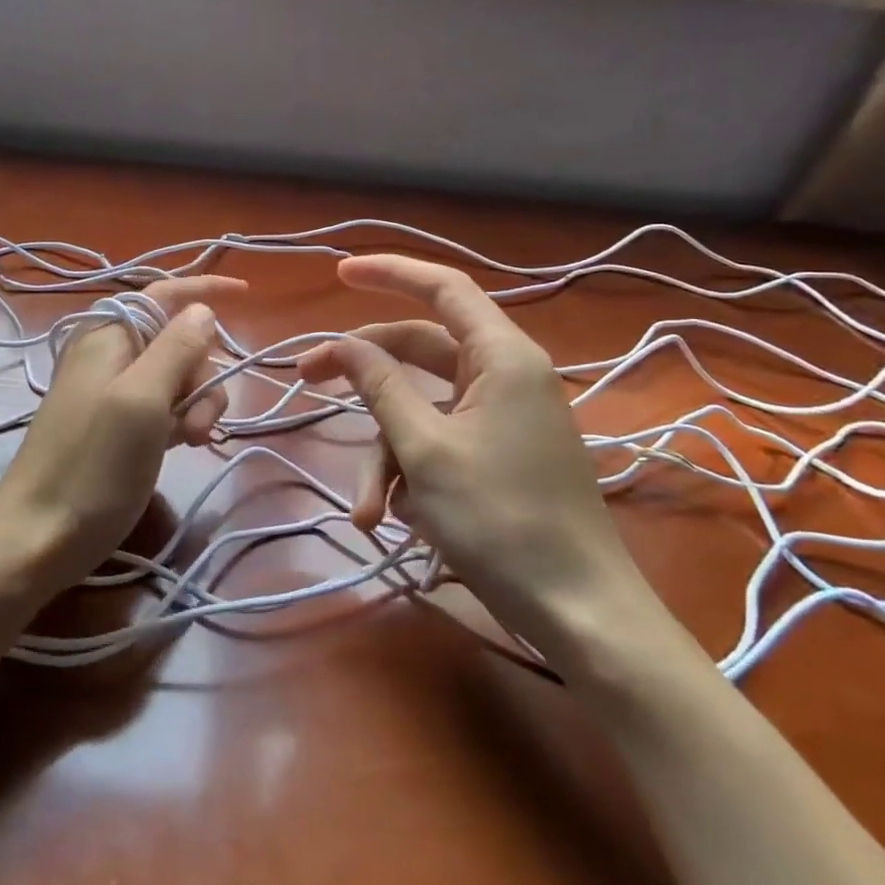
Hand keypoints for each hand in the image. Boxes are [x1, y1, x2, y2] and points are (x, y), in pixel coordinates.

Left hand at [0, 274, 247, 595]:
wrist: (38, 537)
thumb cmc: (93, 465)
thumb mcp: (142, 399)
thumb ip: (175, 348)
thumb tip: (201, 309)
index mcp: (110, 335)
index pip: (165, 293)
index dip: (205, 289)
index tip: (248, 292)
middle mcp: (110, 354)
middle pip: (178, 339)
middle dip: (201, 373)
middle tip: (197, 422)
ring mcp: (112, 391)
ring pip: (176, 376)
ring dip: (195, 403)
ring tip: (190, 441)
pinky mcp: (116, 425)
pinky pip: (162, 405)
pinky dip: (180, 419)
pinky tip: (182, 444)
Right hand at [297, 255, 652, 661]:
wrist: (578, 612)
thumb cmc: (501, 520)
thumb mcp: (425, 449)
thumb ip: (381, 386)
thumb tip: (344, 342)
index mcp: (502, 356)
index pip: (443, 287)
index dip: (391, 272)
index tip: (339, 273)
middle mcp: (505, 375)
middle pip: (419, 349)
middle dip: (363, 372)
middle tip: (306, 378)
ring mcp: (502, 417)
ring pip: (421, 407)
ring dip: (385, 452)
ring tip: (368, 509)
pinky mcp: (497, 454)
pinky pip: (438, 441)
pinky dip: (409, 471)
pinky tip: (395, 517)